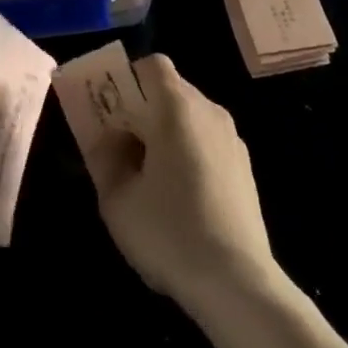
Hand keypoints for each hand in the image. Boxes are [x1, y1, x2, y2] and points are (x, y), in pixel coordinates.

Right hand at [82, 55, 281, 315]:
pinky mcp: (244, 166)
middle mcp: (209, 111)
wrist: (237, 282)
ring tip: (146, 175)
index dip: (127, 77)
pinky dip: (187, 150)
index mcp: (177, 107)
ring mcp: (231, 138)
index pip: (153, 65)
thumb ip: (104, 157)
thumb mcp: (117, 199)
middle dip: (141, 108)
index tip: (110, 109)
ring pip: (189, 116)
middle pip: (170, 90)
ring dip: (164, 131)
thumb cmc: (169, 232)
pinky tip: (178, 195)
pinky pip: (206, 139)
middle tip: (118, 145)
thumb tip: (105, 137)